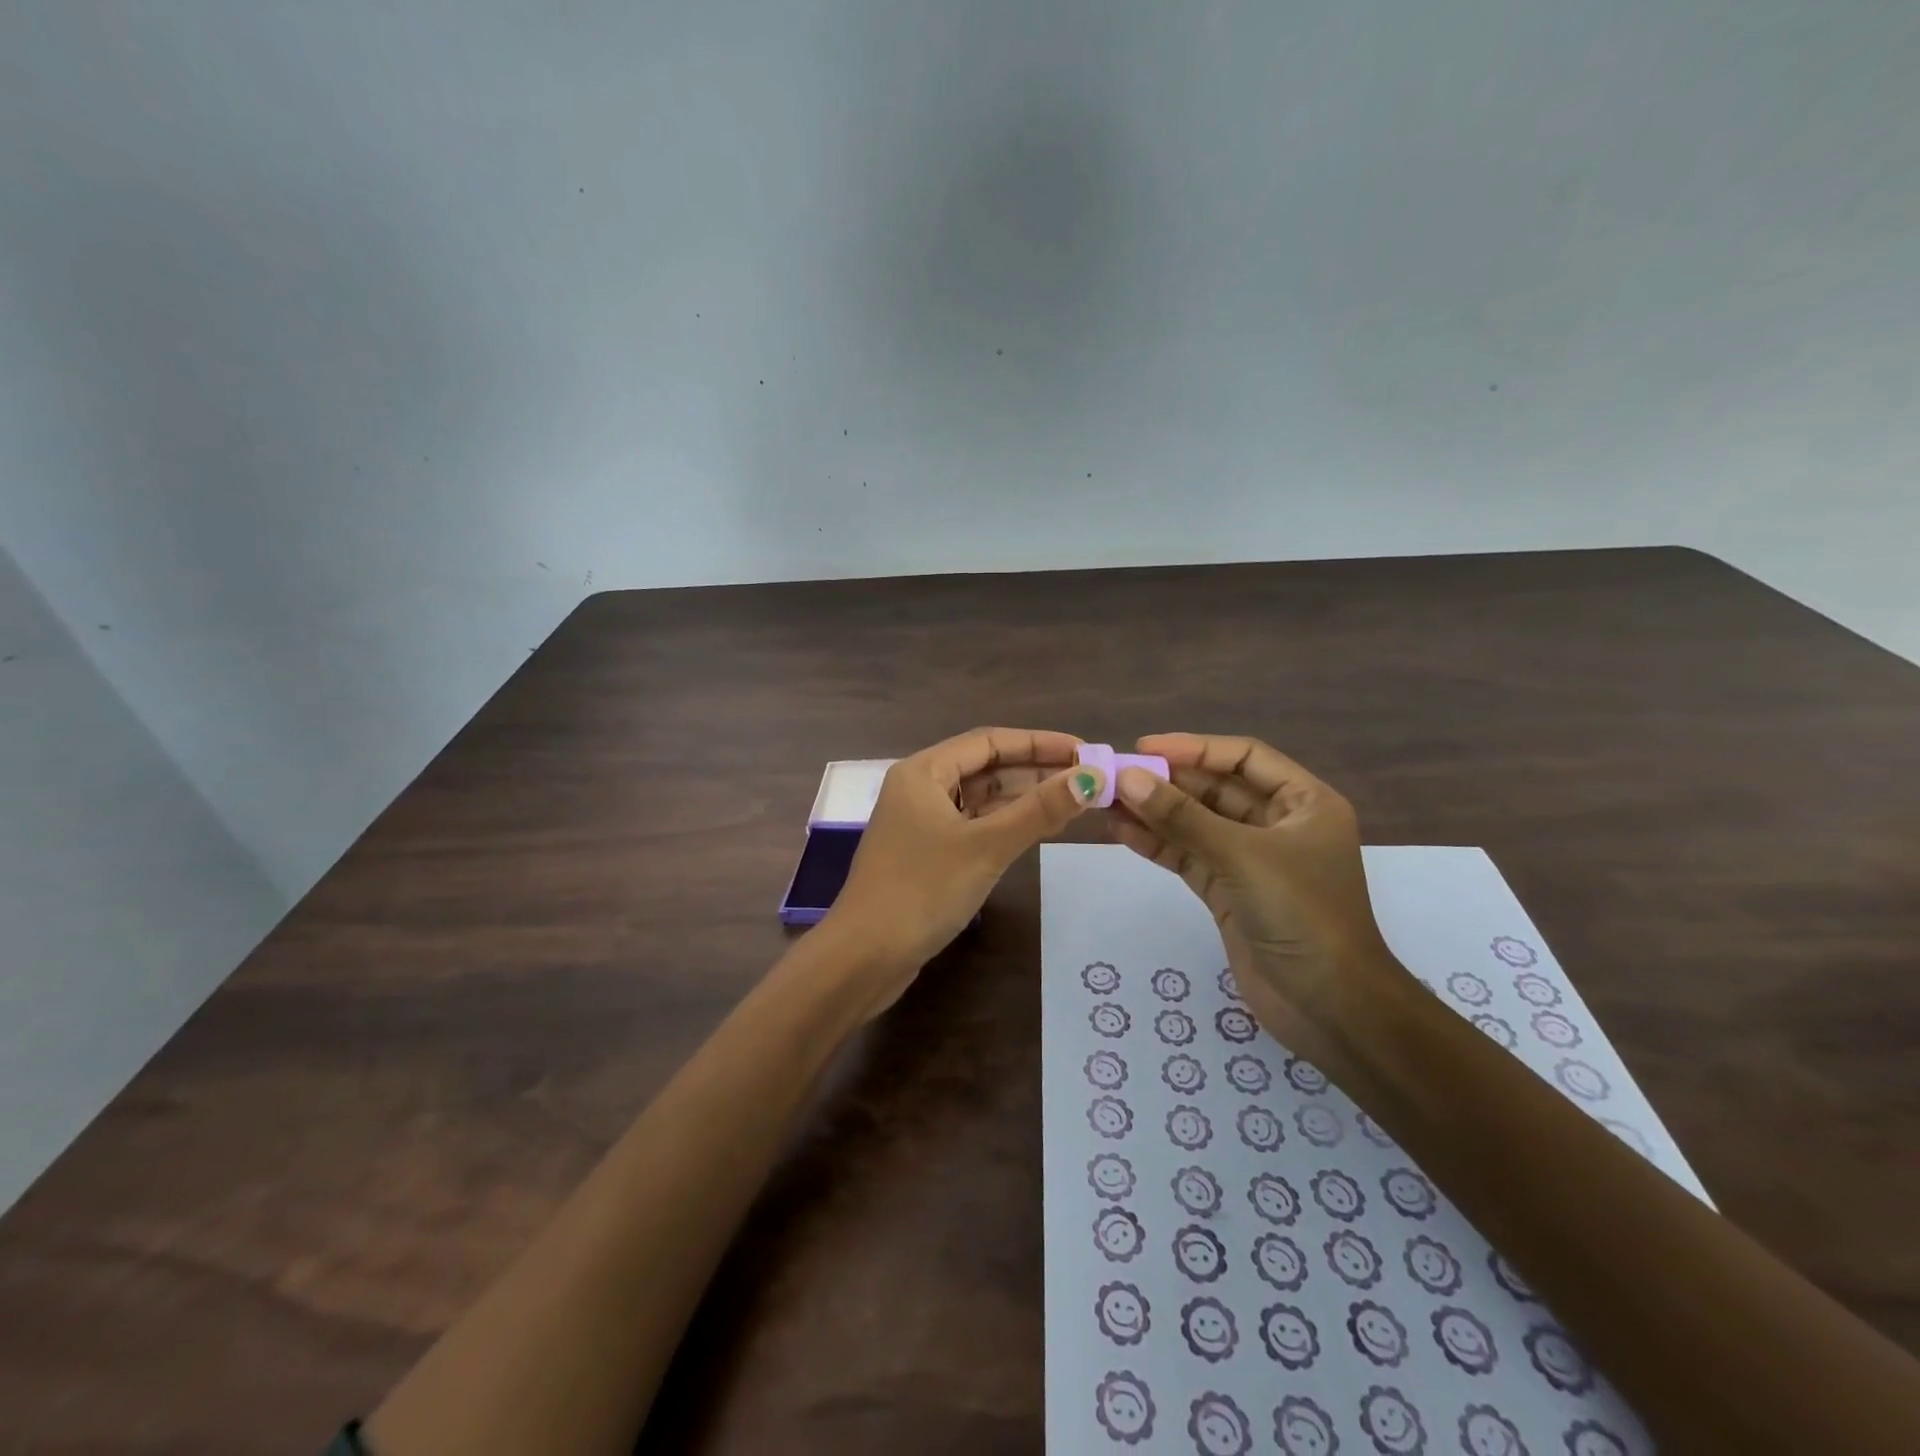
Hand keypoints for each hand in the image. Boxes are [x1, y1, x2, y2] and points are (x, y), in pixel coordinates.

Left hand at [824, 727, 1104, 1017]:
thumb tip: (1091, 777)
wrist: (865, 957)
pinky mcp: (926, 853)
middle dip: (1035, 770)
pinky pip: (973, 824)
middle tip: (1086, 777)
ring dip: (1022, 797)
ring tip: (1072, 800)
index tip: (1084, 749)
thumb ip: (1039, 810)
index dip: (1039, 742)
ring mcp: (920, 822)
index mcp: (924, 771)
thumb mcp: (987, 846)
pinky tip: (1036, 828)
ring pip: (980, 798)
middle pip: (985, 767)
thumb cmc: (922, 891)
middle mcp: (919, 788)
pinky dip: (1004, 823)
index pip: (990, 742)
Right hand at [1106, 733, 1415, 1083]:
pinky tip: (1121, 830)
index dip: (1194, 748)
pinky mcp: (1228, 891)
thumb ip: (1183, 817)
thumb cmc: (1302, 914)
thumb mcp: (1243, 857)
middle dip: (1167, 782)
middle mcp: (1278, 824)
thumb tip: (1128, 778)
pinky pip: (1187, 855)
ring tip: (1106, 799)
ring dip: (1154, 812)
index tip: (1144, 748)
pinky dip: (1157, 844)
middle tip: (1114, 774)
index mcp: (1303, 803)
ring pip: (1196, 823)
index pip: (1243, 758)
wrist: (1328, 1006)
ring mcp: (1250, 860)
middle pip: (1215, 789)